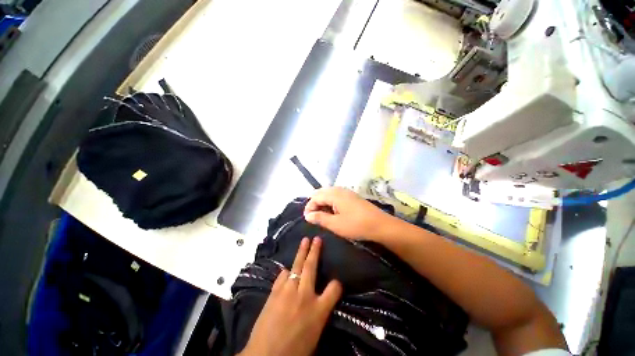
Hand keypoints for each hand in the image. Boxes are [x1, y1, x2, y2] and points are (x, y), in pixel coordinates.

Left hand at [238, 237, 341, 355]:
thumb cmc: (295, 349)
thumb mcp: (315, 333)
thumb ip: (320, 311)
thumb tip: (320, 298)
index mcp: (318, 310)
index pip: (334, 289)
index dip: (337, 284)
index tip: (337, 281)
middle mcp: (304, 295)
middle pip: (311, 267)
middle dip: (315, 251)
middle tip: (316, 238)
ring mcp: (288, 291)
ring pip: (296, 266)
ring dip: (301, 253)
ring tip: (304, 242)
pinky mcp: (275, 292)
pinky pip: (283, 275)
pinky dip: (287, 272)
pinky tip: (288, 270)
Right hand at [304, 187, 395, 240]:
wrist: (380, 225)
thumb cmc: (356, 225)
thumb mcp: (336, 224)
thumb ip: (320, 218)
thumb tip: (307, 215)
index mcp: (334, 194)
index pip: (316, 196)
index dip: (309, 207)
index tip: (307, 219)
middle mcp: (339, 189)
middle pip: (321, 192)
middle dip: (315, 203)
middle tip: (313, 216)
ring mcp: (347, 192)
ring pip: (329, 193)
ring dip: (323, 203)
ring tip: (322, 215)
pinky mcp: (352, 196)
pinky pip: (336, 195)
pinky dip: (330, 202)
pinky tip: (332, 211)